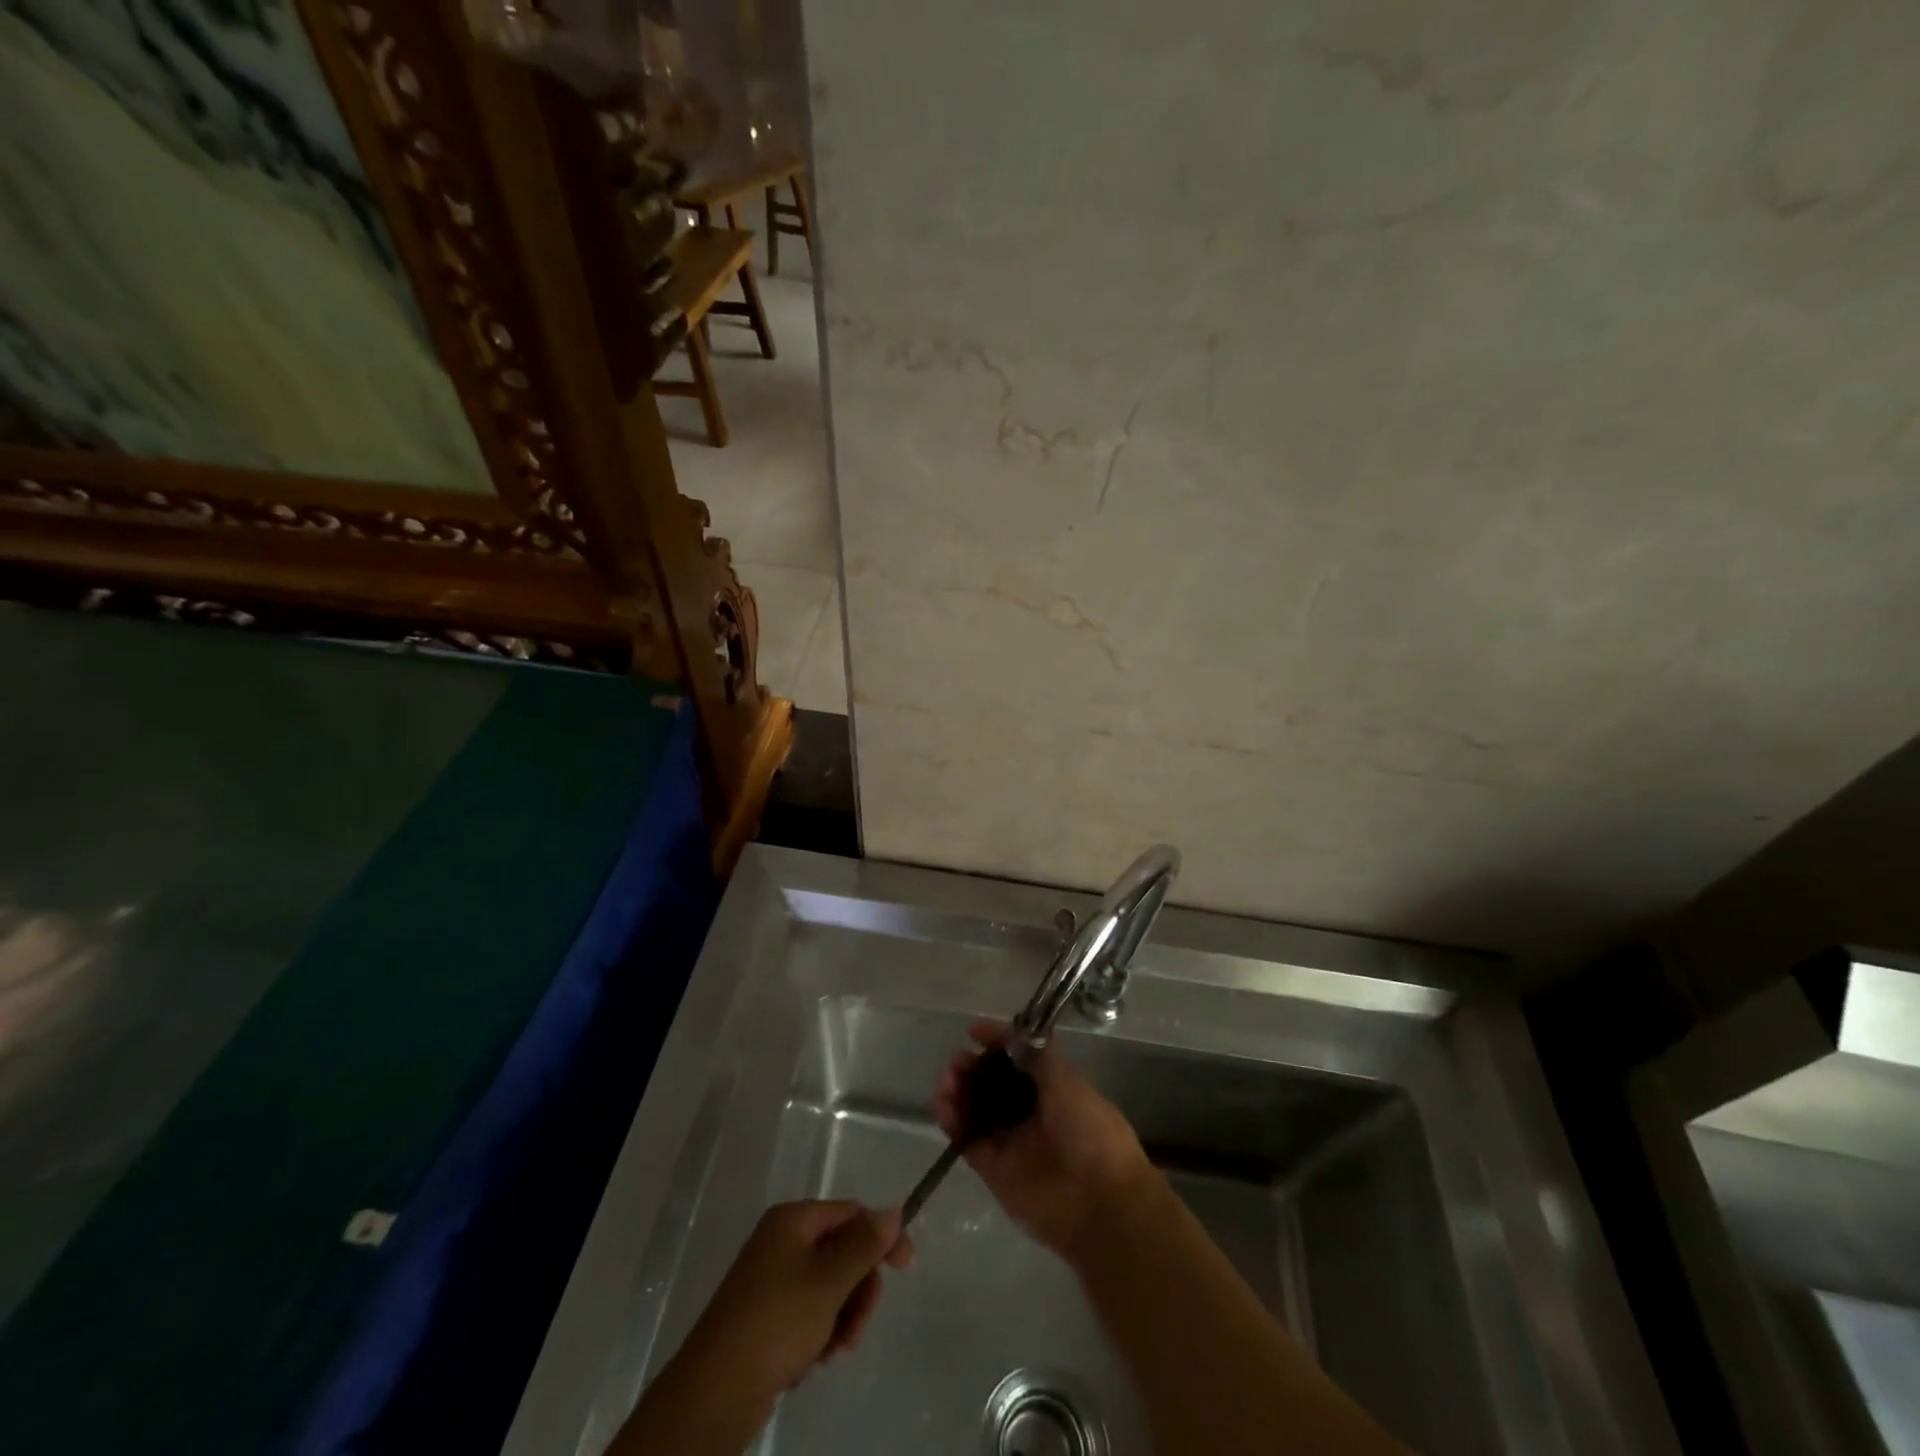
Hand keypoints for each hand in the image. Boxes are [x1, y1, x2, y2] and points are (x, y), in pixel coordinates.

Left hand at [679, 1201, 915, 1401]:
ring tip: (834, 1350)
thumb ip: (865, 1244)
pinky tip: (814, 1360)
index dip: (882, 1237)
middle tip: (858, 1325)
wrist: (715, 1393)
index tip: (907, 1269)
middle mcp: (781, 1241)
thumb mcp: (829, 1280)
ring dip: (842, 1317)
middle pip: (842, 1252)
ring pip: (829, 1288)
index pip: (851, 1213)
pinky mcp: (766, 1316)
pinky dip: (820, 1333)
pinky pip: (809, 1313)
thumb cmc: (777, 1322)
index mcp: (793, 1220)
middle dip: (858, 1290)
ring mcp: (771, 1280)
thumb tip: (894, 1209)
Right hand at [935, 1021, 1155, 1258]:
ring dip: (958, 1090)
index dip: (996, 1042)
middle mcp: (1030, 1112)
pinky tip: (944, 1104)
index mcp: (1052, 1087)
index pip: (1017, 1058)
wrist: (1099, 1201)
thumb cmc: (1089, 1130)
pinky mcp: (993, 1170)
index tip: (974, 1031)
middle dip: (972, 1067)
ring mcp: (1011, 1141)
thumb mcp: (1067, 1080)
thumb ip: (1038, 1054)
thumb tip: (1015, 1032)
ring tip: (948, 1080)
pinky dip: (952, 1121)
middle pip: (991, 1083)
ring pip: (975, 1109)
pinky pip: (967, 1140)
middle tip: (957, 1061)